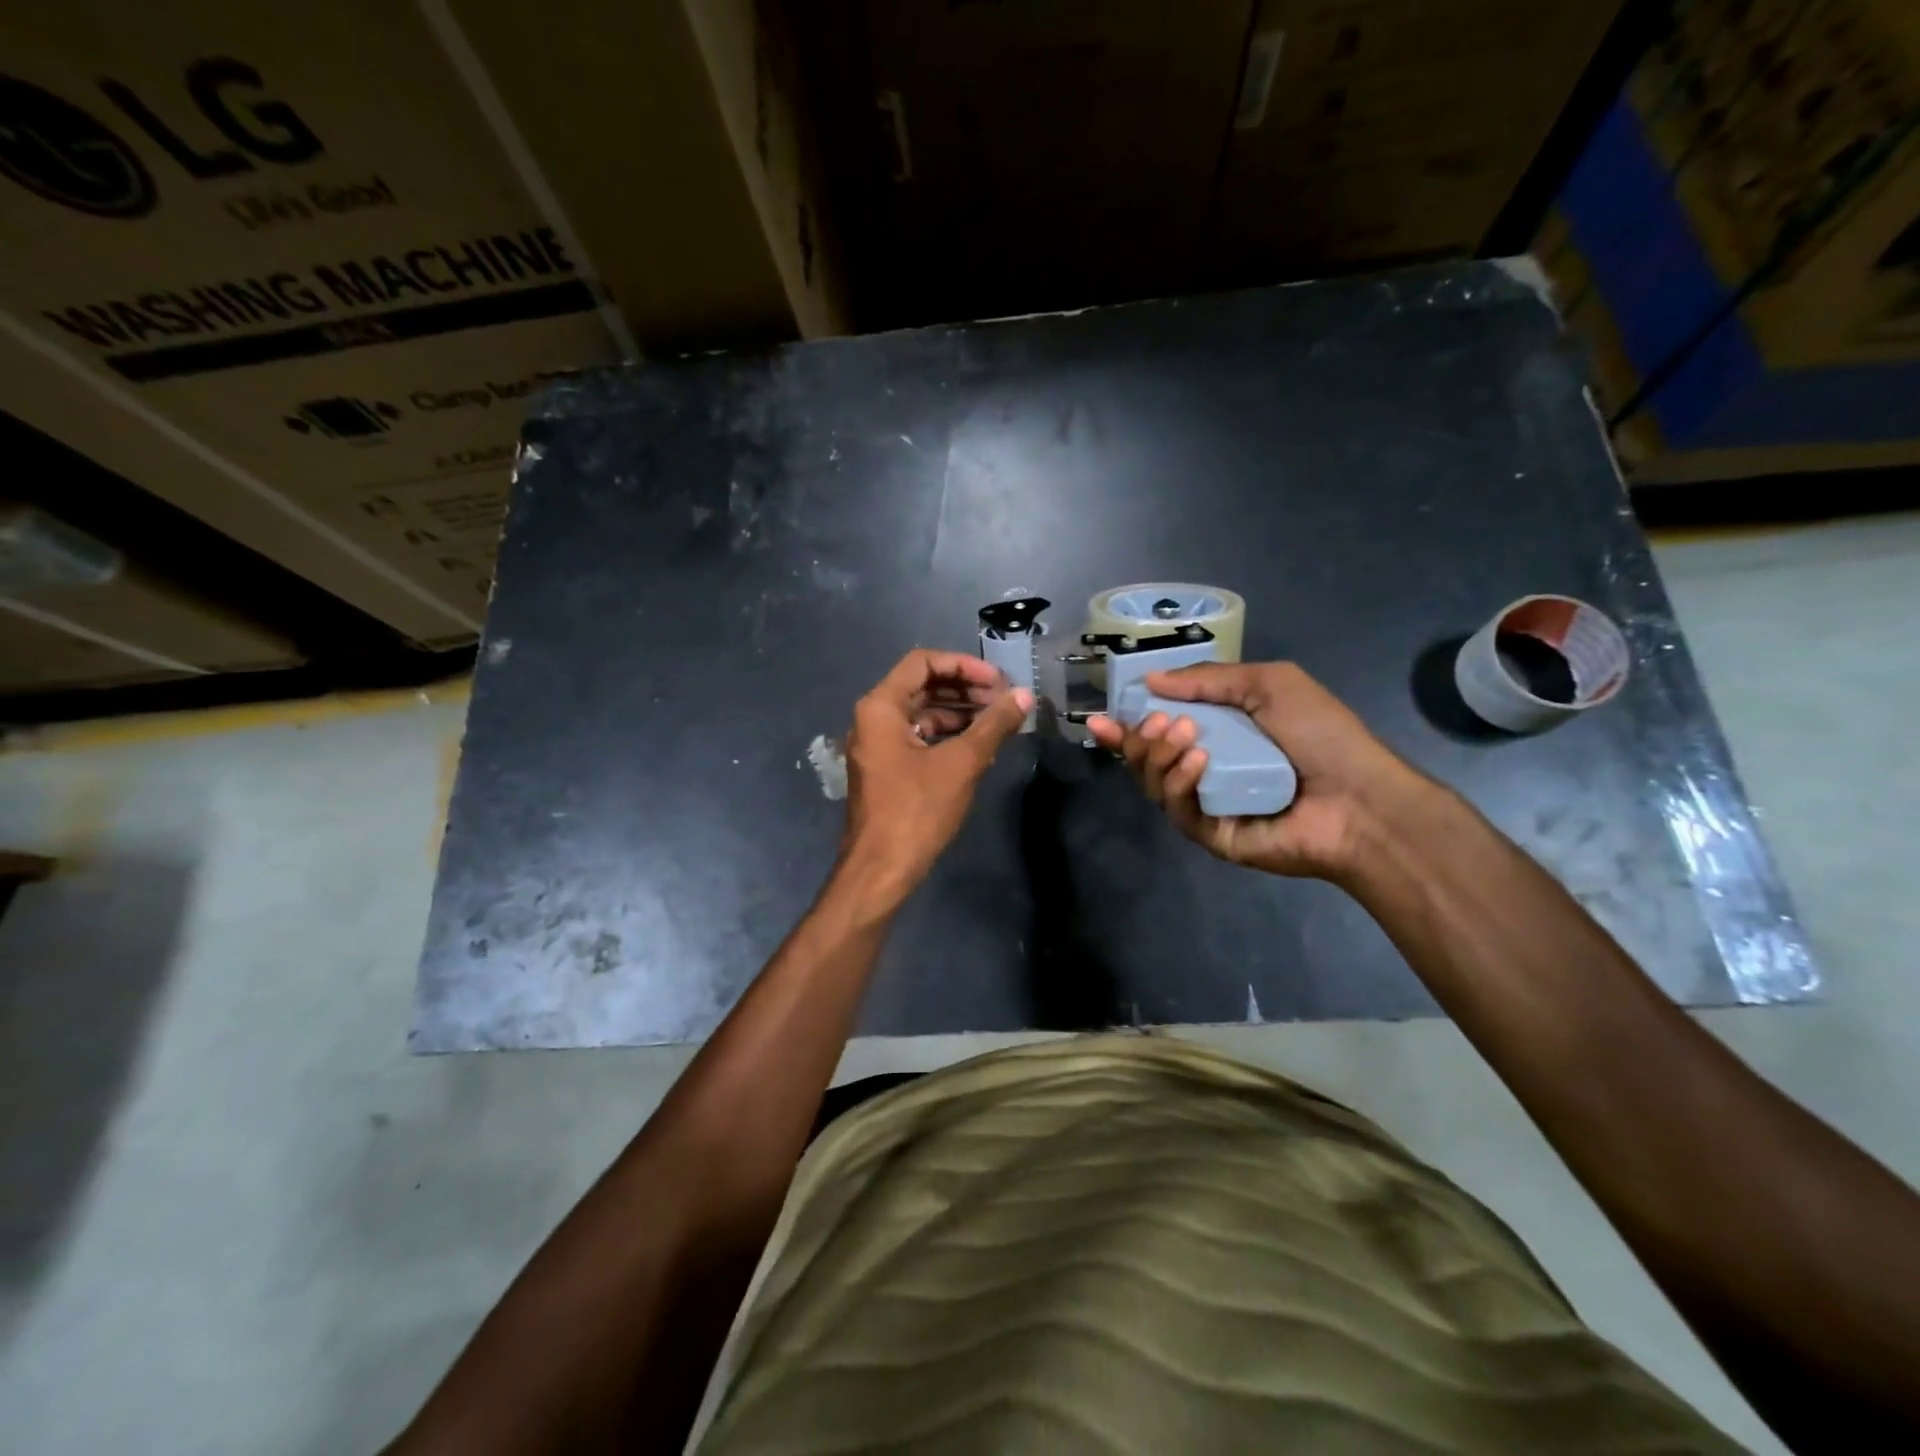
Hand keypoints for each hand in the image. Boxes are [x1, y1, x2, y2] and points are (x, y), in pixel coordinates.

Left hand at [839, 649, 1032, 909]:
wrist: (881, 870)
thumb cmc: (917, 810)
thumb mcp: (961, 763)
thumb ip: (994, 725)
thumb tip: (1025, 696)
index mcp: (880, 707)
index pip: (922, 662)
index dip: (963, 665)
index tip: (997, 680)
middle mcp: (872, 719)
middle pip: (922, 685)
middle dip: (964, 688)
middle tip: (1003, 699)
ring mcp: (877, 745)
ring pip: (921, 712)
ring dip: (959, 712)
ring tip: (999, 721)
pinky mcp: (886, 768)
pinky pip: (918, 737)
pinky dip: (947, 735)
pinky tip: (979, 745)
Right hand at [1087, 661, 1424, 880]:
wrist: (1361, 798)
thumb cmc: (1322, 735)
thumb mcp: (1269, 684)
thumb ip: (1209, 679)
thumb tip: (1152, 679)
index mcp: (1220, 735)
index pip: (1161, 730)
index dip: (1128, 724)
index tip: (1100, 718)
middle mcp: (1206, 769)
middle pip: (1148, 758)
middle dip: (1141, 737)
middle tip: (1159, 721)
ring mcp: (1206, 804)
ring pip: (1154, 782)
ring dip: (1158, 754)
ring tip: (1183, 735)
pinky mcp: (1209, 834)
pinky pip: (1176, 809)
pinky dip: (1178, 782)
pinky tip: (1198, 762)